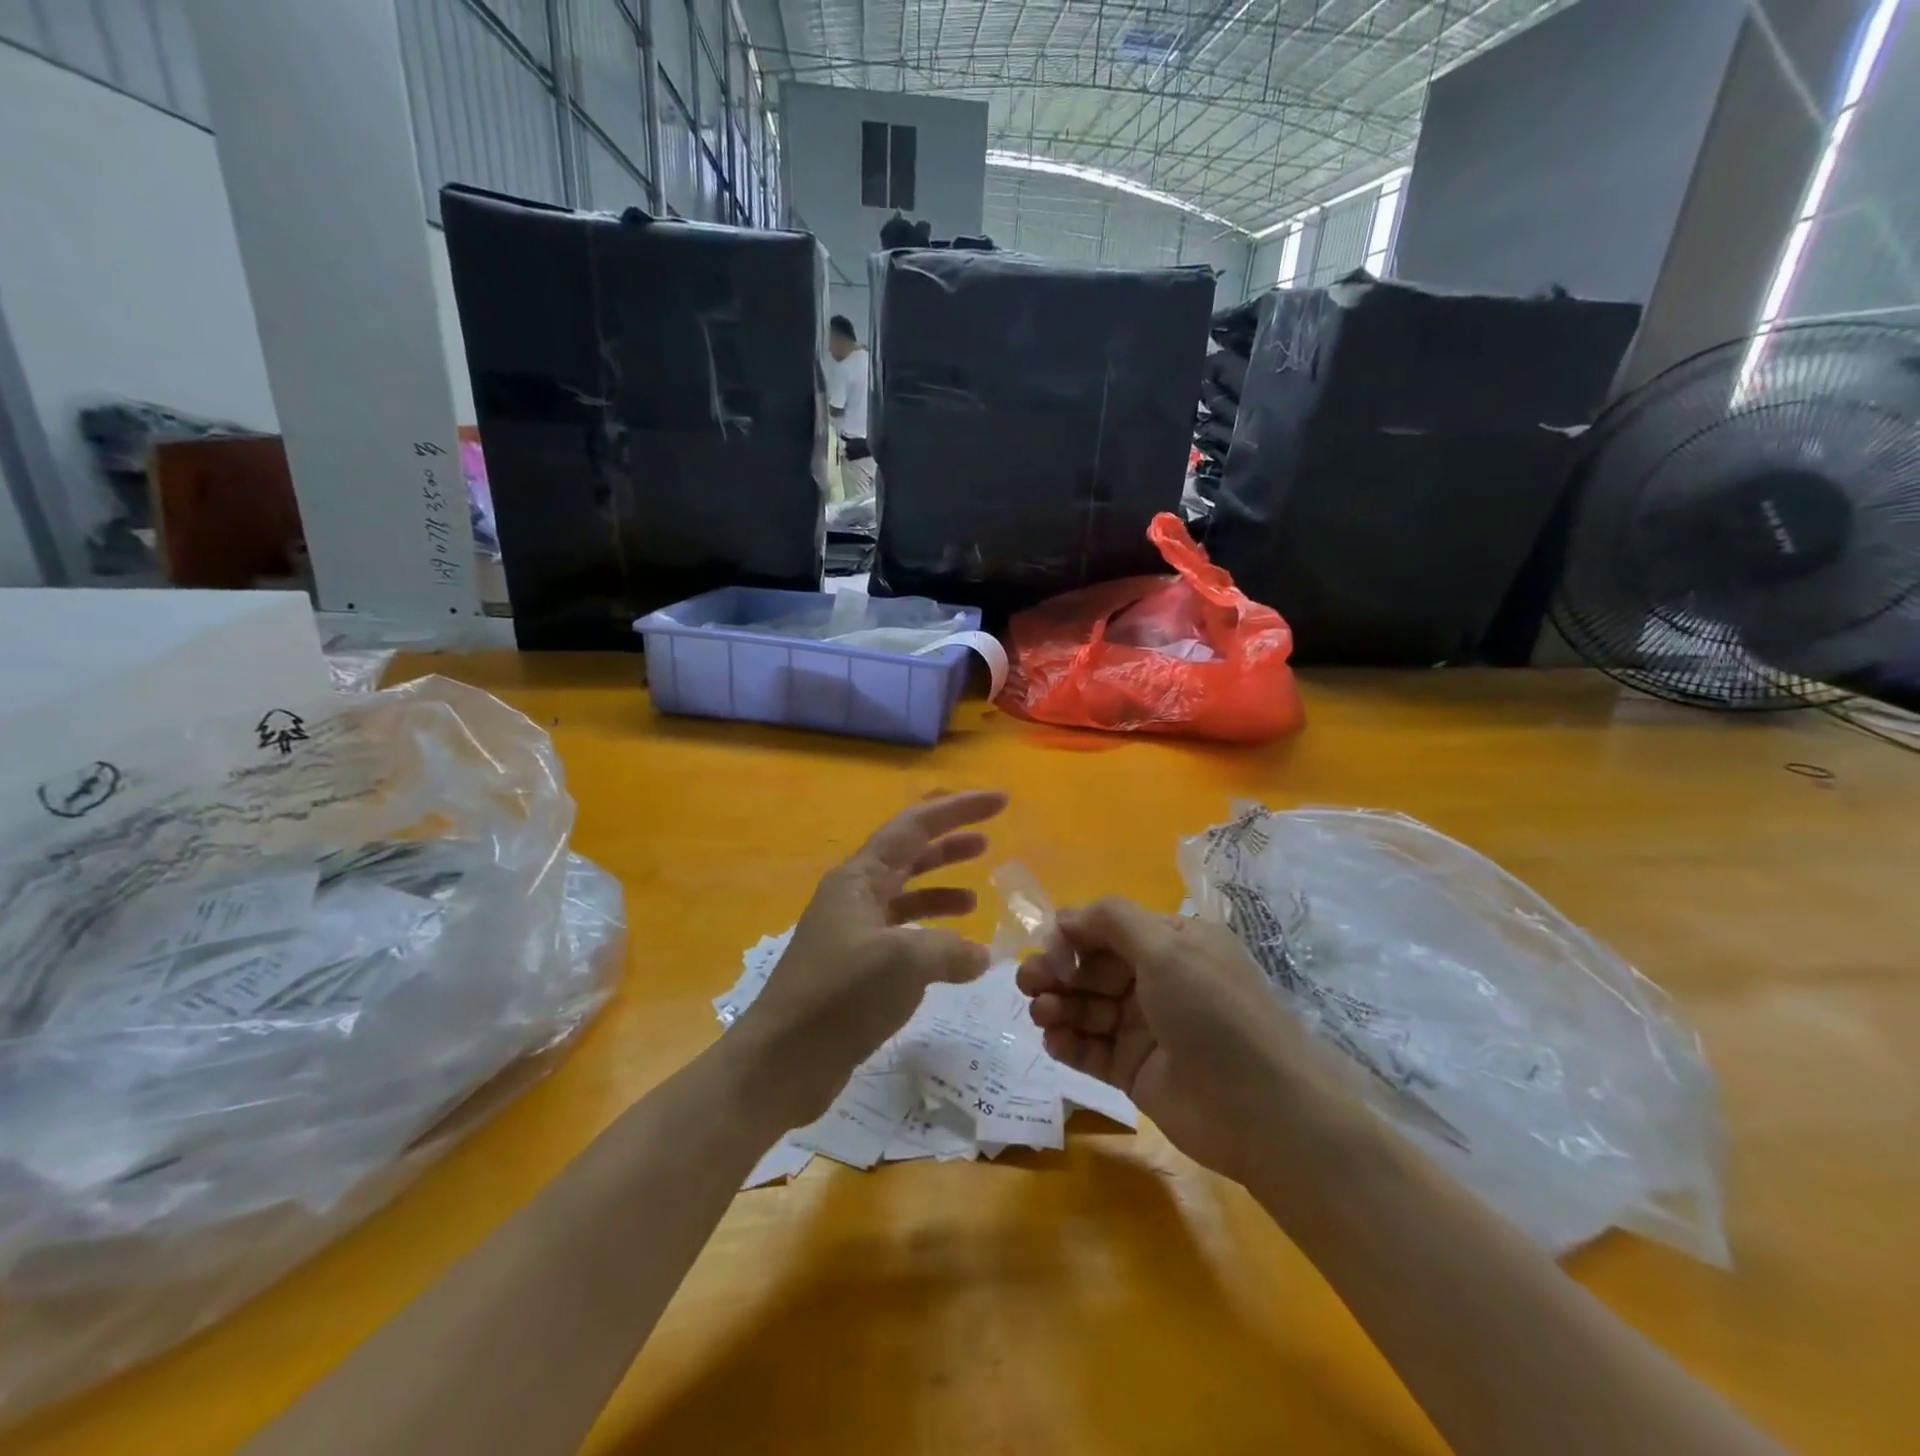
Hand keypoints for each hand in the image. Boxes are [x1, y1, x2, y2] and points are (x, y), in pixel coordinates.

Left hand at [735, 790, 1008, 1123]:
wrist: (782, 1061)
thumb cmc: (840, 996)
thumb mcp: (904, 962)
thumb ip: (950, 949)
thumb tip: (978, 956)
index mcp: (859, 878)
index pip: (915, 826)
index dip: (958, 809)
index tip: (1000, 800)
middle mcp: (855, 896)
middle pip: (909, 854)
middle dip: (949, 841)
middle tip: (990, 836)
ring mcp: (853, 933)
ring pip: (906, 896)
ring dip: (940, 889)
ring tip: (978, 896)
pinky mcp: (856, 969)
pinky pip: (902, 936)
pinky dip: (931, 936)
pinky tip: (956, 954)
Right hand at [1016, 898, 1333, 1182]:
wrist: (1263, 1110)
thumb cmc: (1213, 1014)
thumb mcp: (1167, 948)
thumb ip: (1112, 921)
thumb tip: (1066, 917)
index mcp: (1171, 943)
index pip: (1107, 928)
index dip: (1073, 936)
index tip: (1048, 950)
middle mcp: (1157, 980)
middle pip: (1092, 967)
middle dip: (1057, 971)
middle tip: (1028, 983)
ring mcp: (1145, 1027)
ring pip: (1087, 1007)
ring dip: (1058, 1005)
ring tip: (1041, 1014)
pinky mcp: (1135, 1070)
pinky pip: (1091, 1049)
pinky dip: (1068, 1042)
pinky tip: (1053, 1042)